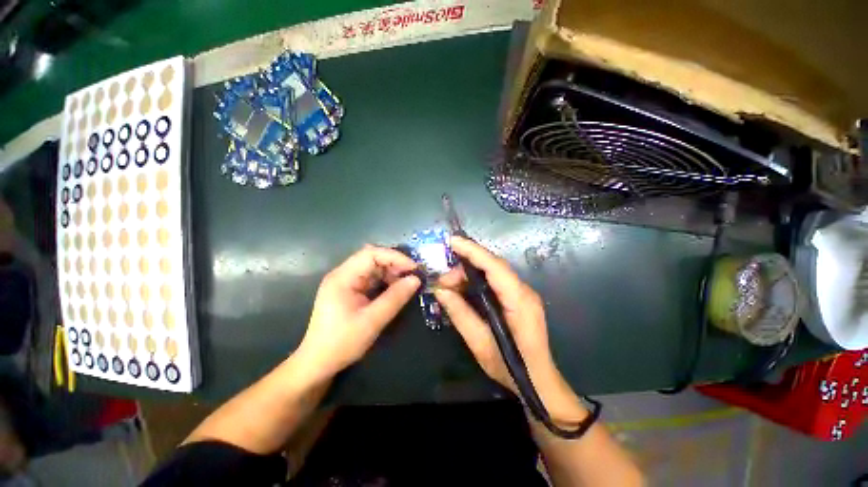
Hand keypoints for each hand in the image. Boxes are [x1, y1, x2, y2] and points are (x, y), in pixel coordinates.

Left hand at [298, 245, 420, 380]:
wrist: (318, 363)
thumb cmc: (342, 343)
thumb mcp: (372, 321)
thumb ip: (395, 298)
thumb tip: (416, 279)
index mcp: (343, 277)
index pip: (371, 254)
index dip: (394, 257)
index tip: (413, 268)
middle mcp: (343, 274)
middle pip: (372, 258)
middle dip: (394, 264)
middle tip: (413, 276)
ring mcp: (346, 282)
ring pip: (373, 268)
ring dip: (391, 273)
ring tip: (407, 283)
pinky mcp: (350, 291)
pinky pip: (371, 279)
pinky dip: (385, 281)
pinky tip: (396, 290)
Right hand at [435, 236, 586, 423]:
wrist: (539, 382)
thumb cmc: (512, 367)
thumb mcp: (480, 344)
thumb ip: (460, 314)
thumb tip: (440, 290)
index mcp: (520, 301)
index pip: (495, 266)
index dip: (473, 251)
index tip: (452, 241)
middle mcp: (524, 291)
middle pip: (493, 265)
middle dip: (465, 264)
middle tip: (443, 278)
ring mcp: (523, 293)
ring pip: (493, 271)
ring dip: (469, 272)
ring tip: (449, 284)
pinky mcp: (518, 297)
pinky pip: (495, 280)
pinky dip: (476, 279)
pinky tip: (463, 286)